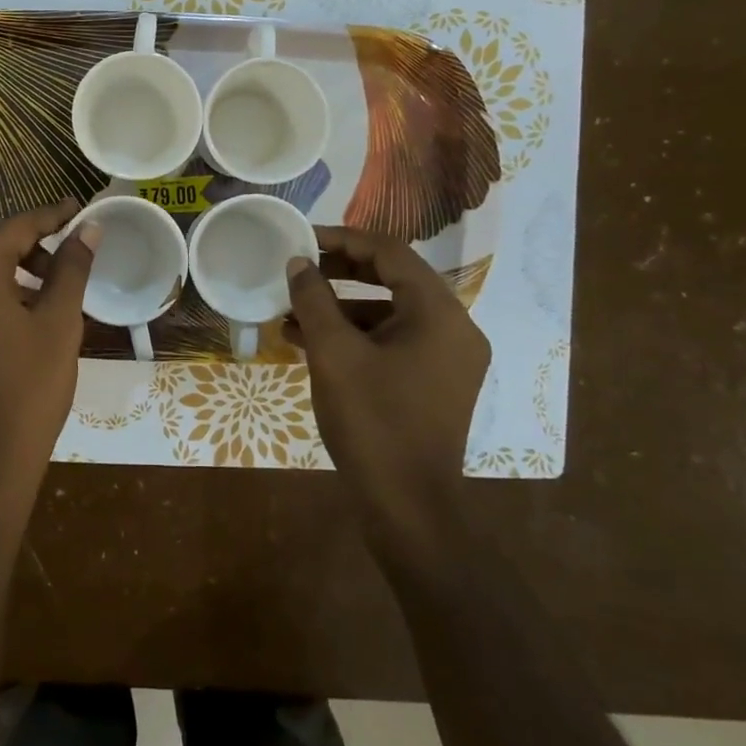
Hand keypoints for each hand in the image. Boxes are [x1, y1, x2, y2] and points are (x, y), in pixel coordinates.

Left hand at [0, 198, 97, 520]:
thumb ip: (71, 268)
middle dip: (21, 237)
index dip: (51, 215)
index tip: (80, 210)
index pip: (15, 226)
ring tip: (45, 286)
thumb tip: (88, 228)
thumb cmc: (28, 386)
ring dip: (2, 260)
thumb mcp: (59, 322)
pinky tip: (18, 311)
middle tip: (59, 254)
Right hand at [285, 226, 490, 533]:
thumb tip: (297, 263)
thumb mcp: (334, 354)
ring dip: (341, 307)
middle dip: (341, 271)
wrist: (407, 507)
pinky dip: (355, 336)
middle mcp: (453, 328)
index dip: (343, 239)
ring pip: (389, 313)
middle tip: (298, 269)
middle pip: (393, 278)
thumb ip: (314, 300)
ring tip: (292, 310)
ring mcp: (447, 358)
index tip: (303, 238)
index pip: (391, 252)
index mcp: (439, 313)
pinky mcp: (433, 383)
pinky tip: (309, 342)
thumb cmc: (372, 421)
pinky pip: (392, 342)